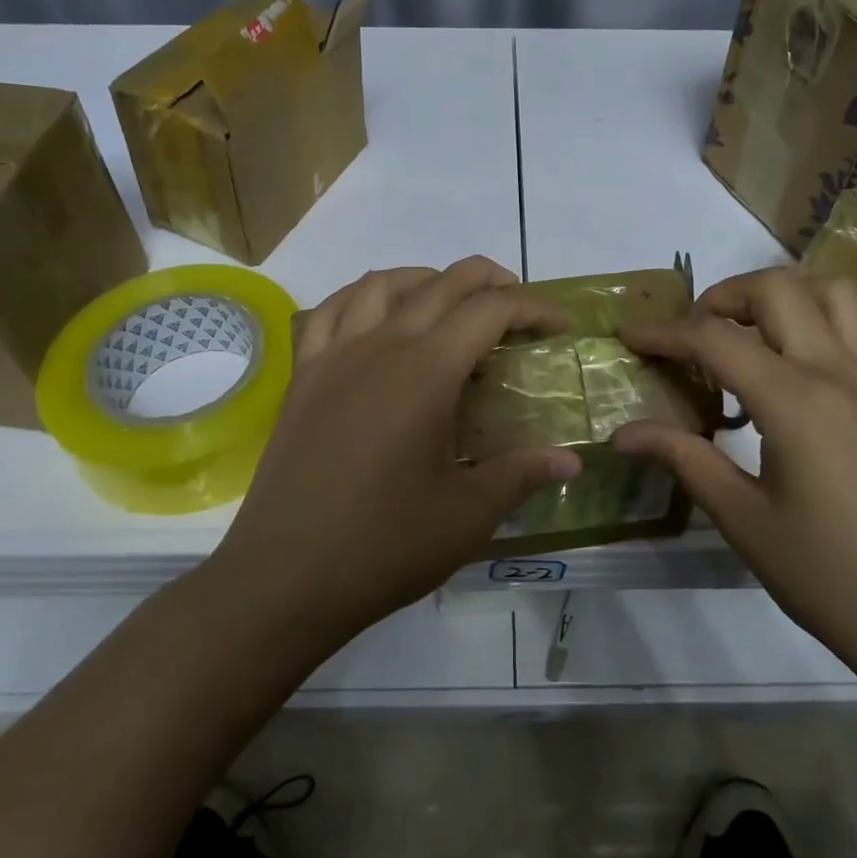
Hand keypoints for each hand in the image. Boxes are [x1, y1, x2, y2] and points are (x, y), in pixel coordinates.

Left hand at [215, 258, 582, 645]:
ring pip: (381, 285)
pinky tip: (373, 319)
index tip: (558, 326)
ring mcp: (334, 357)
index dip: (532, 308)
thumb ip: (522, 474)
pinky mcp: (302, 377)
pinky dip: (360, 298)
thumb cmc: (384, 546)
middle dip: (487, 280)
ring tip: (448, 301)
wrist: (285, 577)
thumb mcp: (467, 516)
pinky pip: (329, 312)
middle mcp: (380, 347)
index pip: (489, 312)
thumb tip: (571, 458)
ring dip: (424, 280)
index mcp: (426, 373)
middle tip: (516, 300)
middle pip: (440, 285)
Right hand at [613, 268, 856, 707]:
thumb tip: (623, 434)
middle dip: (724, 295)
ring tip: (754, 334)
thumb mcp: (744, 521)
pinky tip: (812, 364)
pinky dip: (832, 321)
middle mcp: (842, 372)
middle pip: (779, 289)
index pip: (716, 339)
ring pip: (837, 293)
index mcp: (796, 401)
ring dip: (786, 296)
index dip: (665, 332)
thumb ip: (683, 459)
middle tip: (694, 334)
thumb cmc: (832, 580)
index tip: (629, 336)